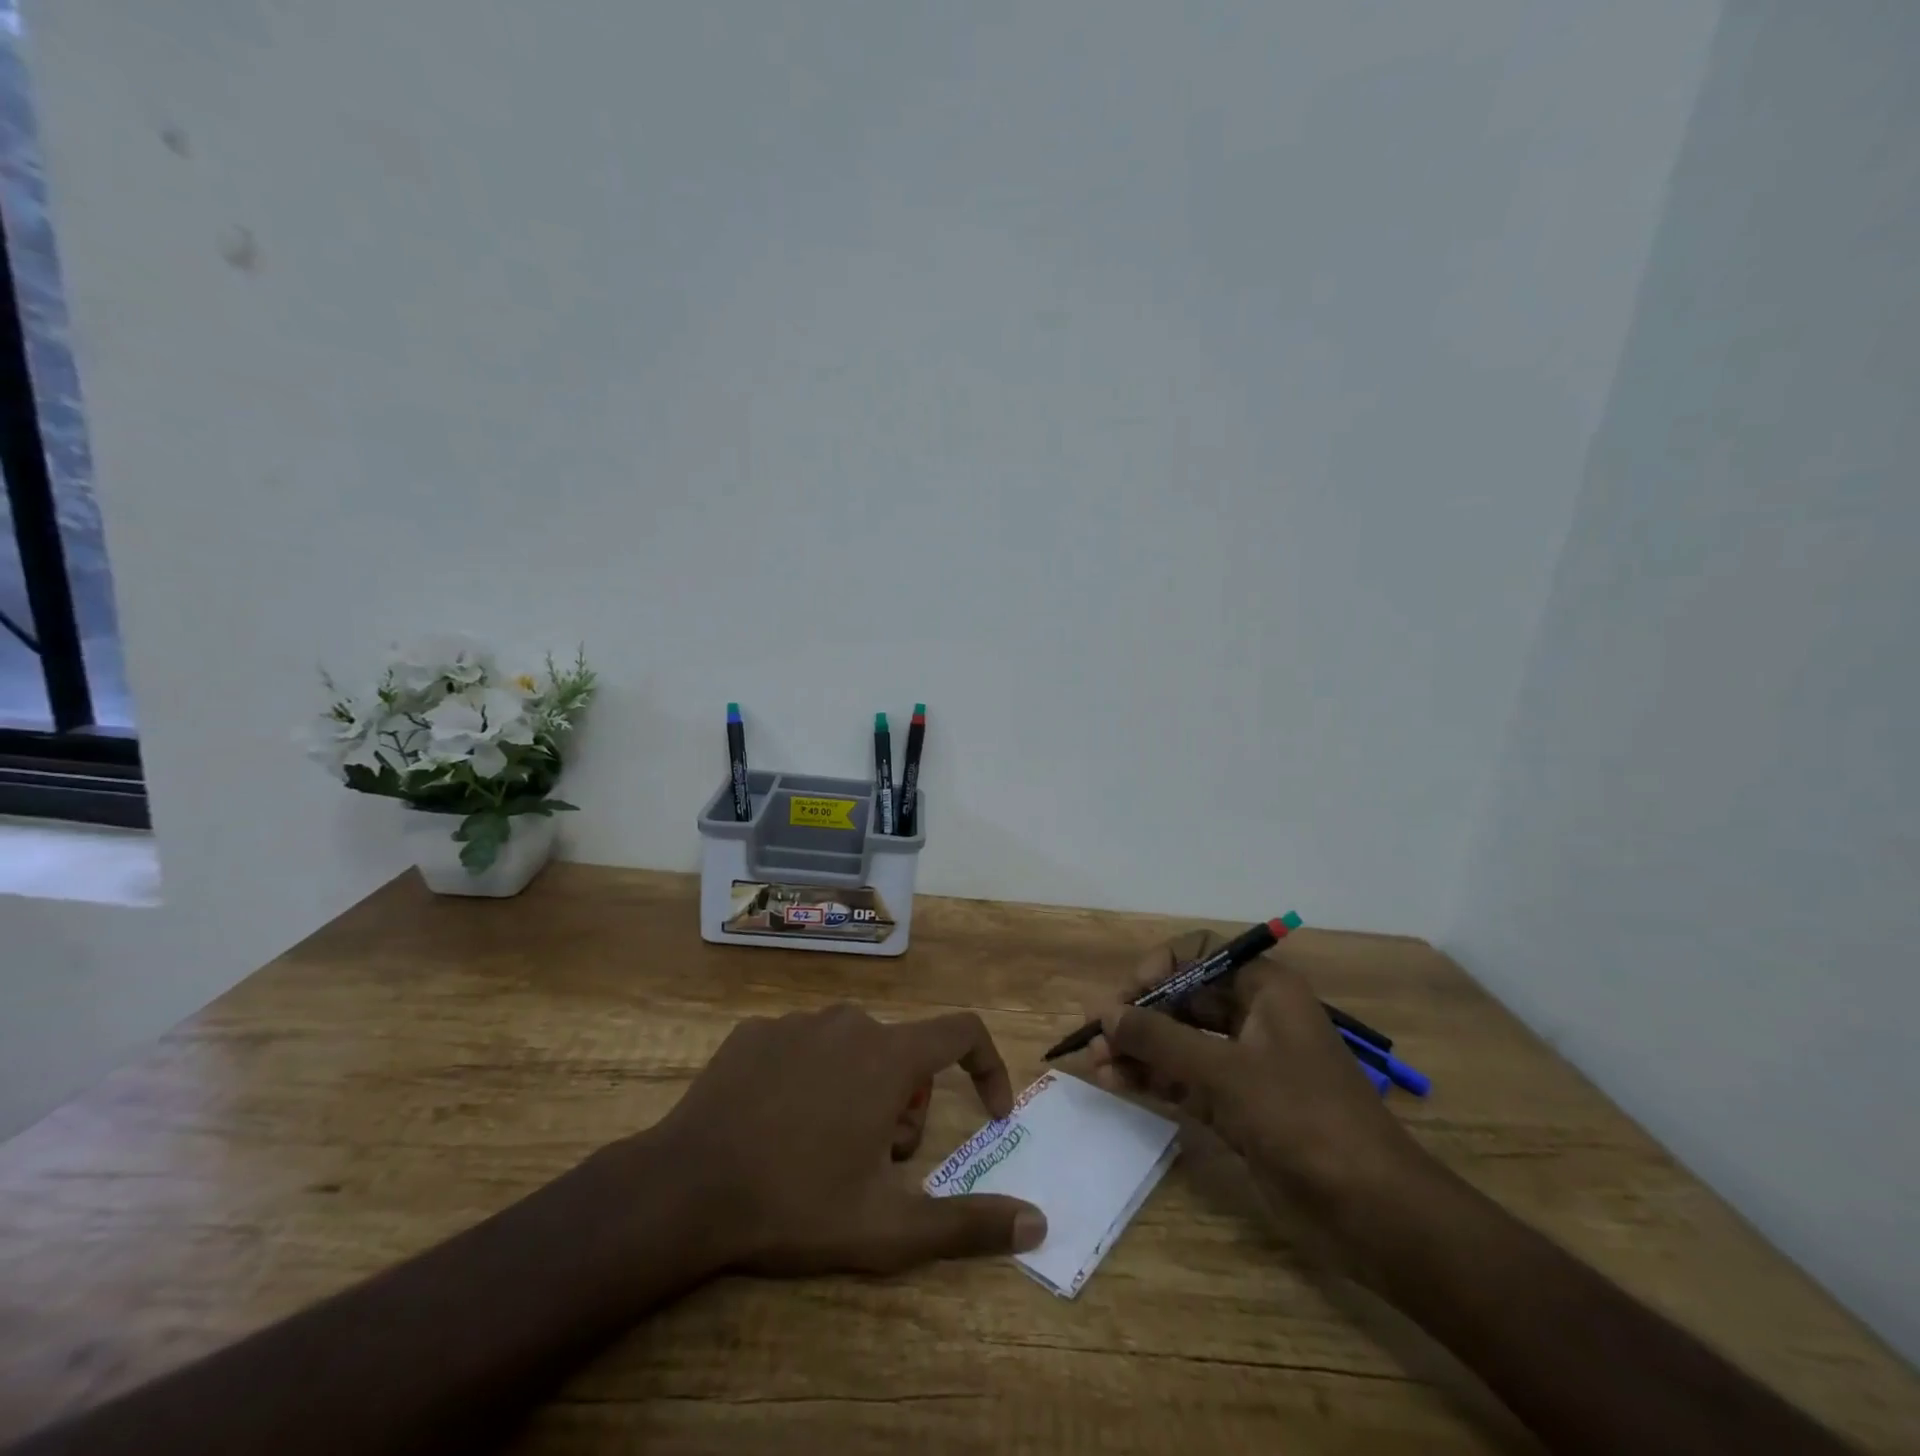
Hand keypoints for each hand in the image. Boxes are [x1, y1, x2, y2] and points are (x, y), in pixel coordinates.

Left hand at [648, 1004, 1046, 1275]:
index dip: (988, 1066)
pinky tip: (778, 1125)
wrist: (684, 1189)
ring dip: (860, 1090)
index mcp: (889, 1055)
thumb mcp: (888, 1227)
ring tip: (825, 1148)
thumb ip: (968, 1224)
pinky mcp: (756, 1031)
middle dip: (907, 1104)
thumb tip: (1037, 1224)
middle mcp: (850, 1023)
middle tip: (877, 1160)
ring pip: (855, 1049)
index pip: (963, 1031)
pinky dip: (811, 1079)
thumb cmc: (796, 1203)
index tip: (989, 1112)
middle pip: (905, 1054)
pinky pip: (805, 1047)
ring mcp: (798, 1021)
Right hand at [1087, 931, 1421, 1213]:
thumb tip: (1104, 1013)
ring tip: (1095, 1062)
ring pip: (1179, 1042)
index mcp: (1266, 990)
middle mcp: (1253, 1019)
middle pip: (1184, 998)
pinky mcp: (1236, 1108)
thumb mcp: (1226, 1071)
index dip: (1162, 965)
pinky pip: (1184, 1080)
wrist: (1372, 1213)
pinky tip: (1115, 1082)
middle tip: (1097, 1033)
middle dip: (1140, 1013)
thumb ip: (1160, 1039)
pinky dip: (1152, 1079)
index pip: (1203, 954)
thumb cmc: (1304, 1118)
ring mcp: (1244, 1065)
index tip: (1131, 993)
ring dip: (1139, 1048)